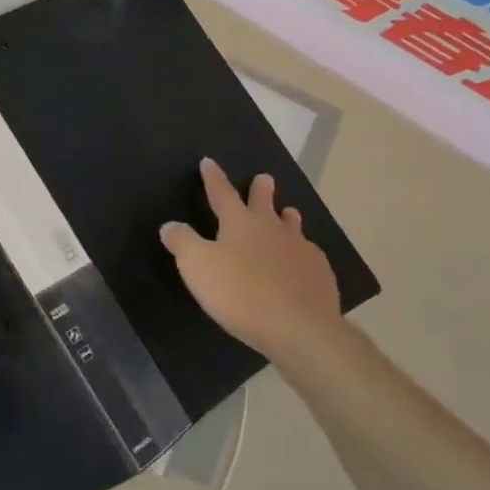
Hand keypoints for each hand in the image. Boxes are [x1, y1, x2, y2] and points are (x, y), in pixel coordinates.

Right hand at [160, 160, 344, 359]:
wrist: (298, 327)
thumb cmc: (239, 292)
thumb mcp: (196, 266)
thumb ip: (181, 242)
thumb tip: (170, 225)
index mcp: (240, 223)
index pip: (222, 193)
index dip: (213, 178)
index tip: (209, 162)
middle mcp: (272, 229)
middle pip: (264, 203)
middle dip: (261, 190)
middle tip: (264, 178)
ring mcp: (300, 250)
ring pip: (292, 226)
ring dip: (287, 217)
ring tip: (288, 213)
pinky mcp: (319, 274)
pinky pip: (308, 255)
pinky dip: (301, 252)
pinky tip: (301, 261)